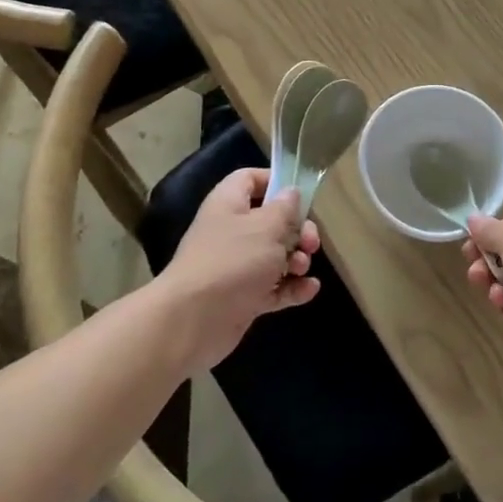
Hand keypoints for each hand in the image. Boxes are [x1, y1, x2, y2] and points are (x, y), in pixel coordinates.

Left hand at [158, 169, 320, 370]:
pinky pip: (274, 287)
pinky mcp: (244, 298)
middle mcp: (232, 232)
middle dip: (297, 230)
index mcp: (229, 204)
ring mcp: (237, 267)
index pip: (249, 179)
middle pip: (272, 221)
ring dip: (297, 260)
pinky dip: (292, 288)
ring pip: (276, 256)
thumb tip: (291, 194)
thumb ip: (285, 208)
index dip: (274, 181)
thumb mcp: (267, 226)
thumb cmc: (232, 261)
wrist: (192, 322)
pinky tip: (309, 290)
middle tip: (310, 243)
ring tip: (301, 268)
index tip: (300, 194)